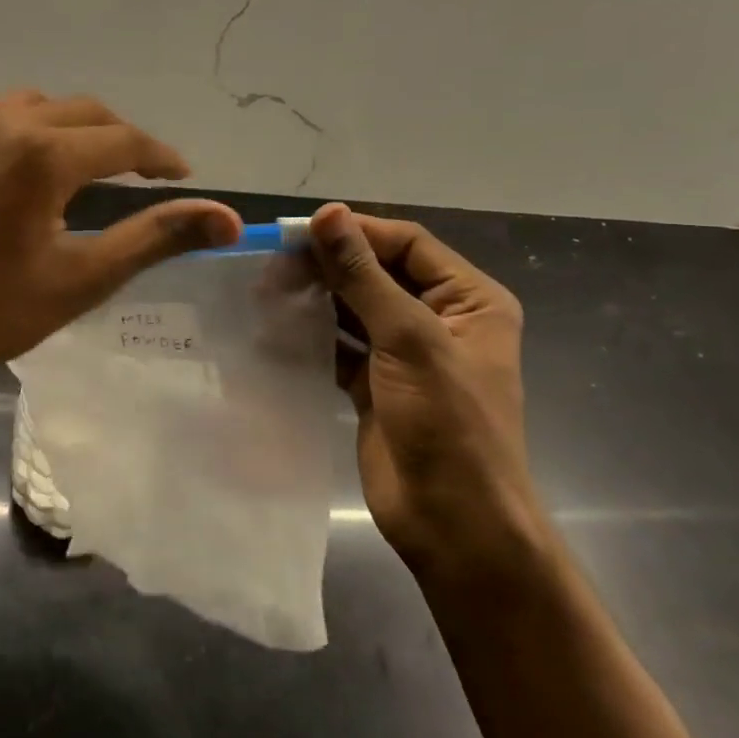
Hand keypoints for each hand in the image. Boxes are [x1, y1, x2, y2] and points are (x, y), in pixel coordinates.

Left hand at [0, 90, 240, 399]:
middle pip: (83, 113)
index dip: (160, 156)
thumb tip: (229, 218)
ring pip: (30, 105)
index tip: (181, 174)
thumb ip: (158, 237)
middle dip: (119, 139)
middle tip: (139, 172)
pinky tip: (1, 150)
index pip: (125, 141)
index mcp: (45, 155)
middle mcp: (2, 122)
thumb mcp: (84, 277)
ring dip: (63, 127)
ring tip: (76, 162)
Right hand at [307, 203, 547, 590]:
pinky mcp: (376, 386)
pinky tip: (276, 327)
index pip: (408, 244)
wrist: (454, 523)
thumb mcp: (409, 339)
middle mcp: (441, 319)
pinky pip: (342, 347)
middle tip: (274, 262)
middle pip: (379, 274)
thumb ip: (364, 276)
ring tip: (268, 289)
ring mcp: (406, 355)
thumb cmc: (448, 423)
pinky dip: (313, 336)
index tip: (300, 229)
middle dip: (331, 266)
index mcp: (470, 300)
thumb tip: (328, 214)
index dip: (357, 232)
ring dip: (317, 298)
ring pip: (356, 309)